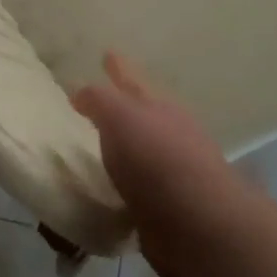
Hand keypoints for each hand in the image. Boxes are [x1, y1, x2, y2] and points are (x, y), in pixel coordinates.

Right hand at [72, 53, 241, 276]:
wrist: (197, 223)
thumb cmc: (156, 158)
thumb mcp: (120, 116)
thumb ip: (98, 100)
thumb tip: (79, 91)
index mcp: (157, 107)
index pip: (131, 79)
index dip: (118, 67)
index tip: (107, 53)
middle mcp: (168, 134)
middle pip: (142, 113)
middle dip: (124, 106)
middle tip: (98, 102)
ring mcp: (171, 172)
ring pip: (140, 151)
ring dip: (123, 148)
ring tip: (98, 147)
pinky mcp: (165, 209)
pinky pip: (135, 189)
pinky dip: (122, 186)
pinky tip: (106, 191)